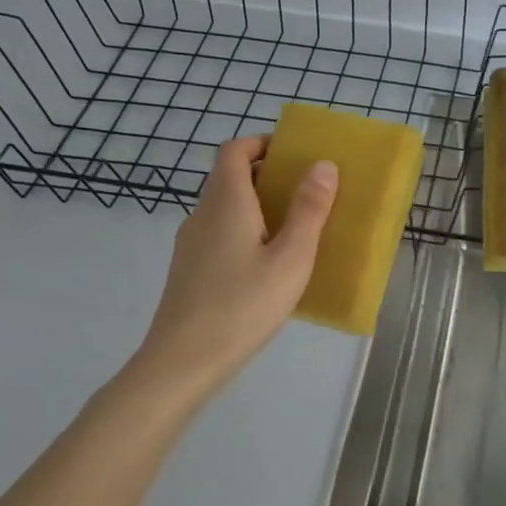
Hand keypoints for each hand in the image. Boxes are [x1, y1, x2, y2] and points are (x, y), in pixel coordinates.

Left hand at [131, 136, 337, 402]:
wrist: (182, 363)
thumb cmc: (242, 305)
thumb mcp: (291, 258)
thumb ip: (309, 210)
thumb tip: (323, 165)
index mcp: (226, 202)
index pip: (234, 150)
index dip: (261, 142)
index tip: (294, 153)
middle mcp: (202, 214)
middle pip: (229, 176)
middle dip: (267, 174)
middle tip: (306, 190)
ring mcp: (191, 244)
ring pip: (224, 207)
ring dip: (257, 204)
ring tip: (295, 226)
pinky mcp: (189, 270)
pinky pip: (219, 233)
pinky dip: (245, 230)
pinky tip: (268, 264)